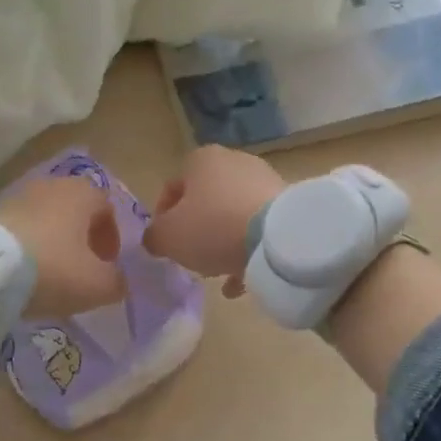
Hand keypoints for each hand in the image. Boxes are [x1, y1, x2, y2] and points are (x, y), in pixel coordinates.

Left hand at [0, 174, 126, 317]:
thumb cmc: (52, 269)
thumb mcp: (97, 285)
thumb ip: (117, 282)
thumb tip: (117, 280)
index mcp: (84, 193)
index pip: (107, 210)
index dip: (111, 239)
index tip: (106, 265)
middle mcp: (53, 184)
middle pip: (76, 211)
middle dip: (81, 238)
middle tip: (80, 268)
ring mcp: (19, 194)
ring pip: (47, 218)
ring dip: (53, 241)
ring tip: (48, 272)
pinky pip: (20, 226)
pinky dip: (27, 244)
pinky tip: (21, 270)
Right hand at [142, 146, 286, 296]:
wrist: (278, 236)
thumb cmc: (214, 227)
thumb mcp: (169, 237)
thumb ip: (154, 237)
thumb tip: (155, 239)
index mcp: (201, 160)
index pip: (172, 187)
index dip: (162, 218)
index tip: (164, 244)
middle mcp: (233, 162)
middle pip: (205, 201)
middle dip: (196, 230)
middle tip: (191, 257)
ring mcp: (264, 181)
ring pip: (233, 215)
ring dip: (223, 243)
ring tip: (217, 271)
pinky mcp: (286, 204)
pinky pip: (258, 229)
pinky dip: (247, 251)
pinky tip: (240, 281)